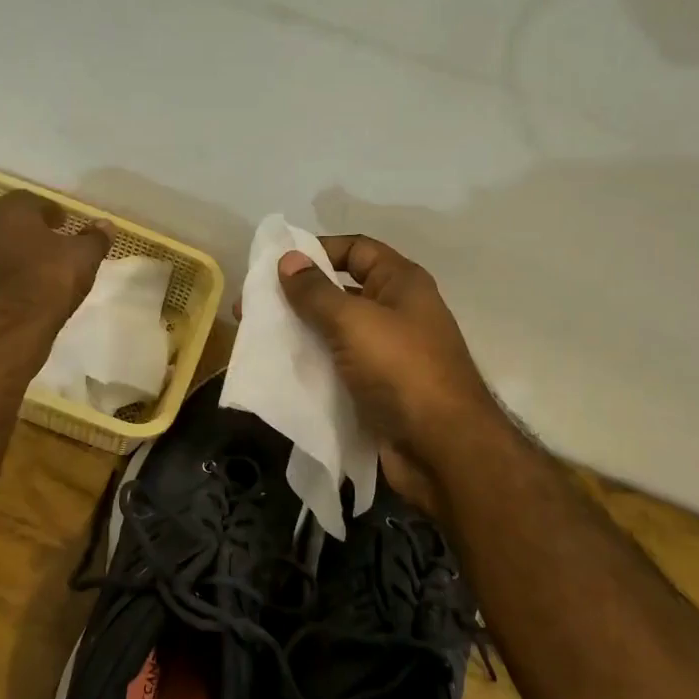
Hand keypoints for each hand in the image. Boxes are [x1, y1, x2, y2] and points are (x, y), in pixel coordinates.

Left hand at [0, 191, 110, 334]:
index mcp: (11, 210)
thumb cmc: (48, 278)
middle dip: (31, 230)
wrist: (7, 326)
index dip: (49, 210)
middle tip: (53, 242)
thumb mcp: (83, 256)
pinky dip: (7, 275)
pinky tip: (25, 287)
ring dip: (16, 252)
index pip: (30, 199)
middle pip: (10, 221)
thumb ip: (95, 238)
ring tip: (40, 267)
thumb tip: (106, 225)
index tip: (64, 223)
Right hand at [278, 236, 505, 506]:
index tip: (277, 264)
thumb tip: (288, 259)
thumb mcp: (353, 321)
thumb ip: (316, 291)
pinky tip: (279, 370)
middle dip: (298, 296)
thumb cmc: (401, 370)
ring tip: (258, 338)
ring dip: (300, 332)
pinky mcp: (376, 389)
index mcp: (401, 283)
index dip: (318, 249)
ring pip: (335, 332)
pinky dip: (311, 365)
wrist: (443, 450)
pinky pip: (337, 367)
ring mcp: (387, 354)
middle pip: (340, 291)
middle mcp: (396, 312)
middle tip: (254, 306)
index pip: (356, 249)